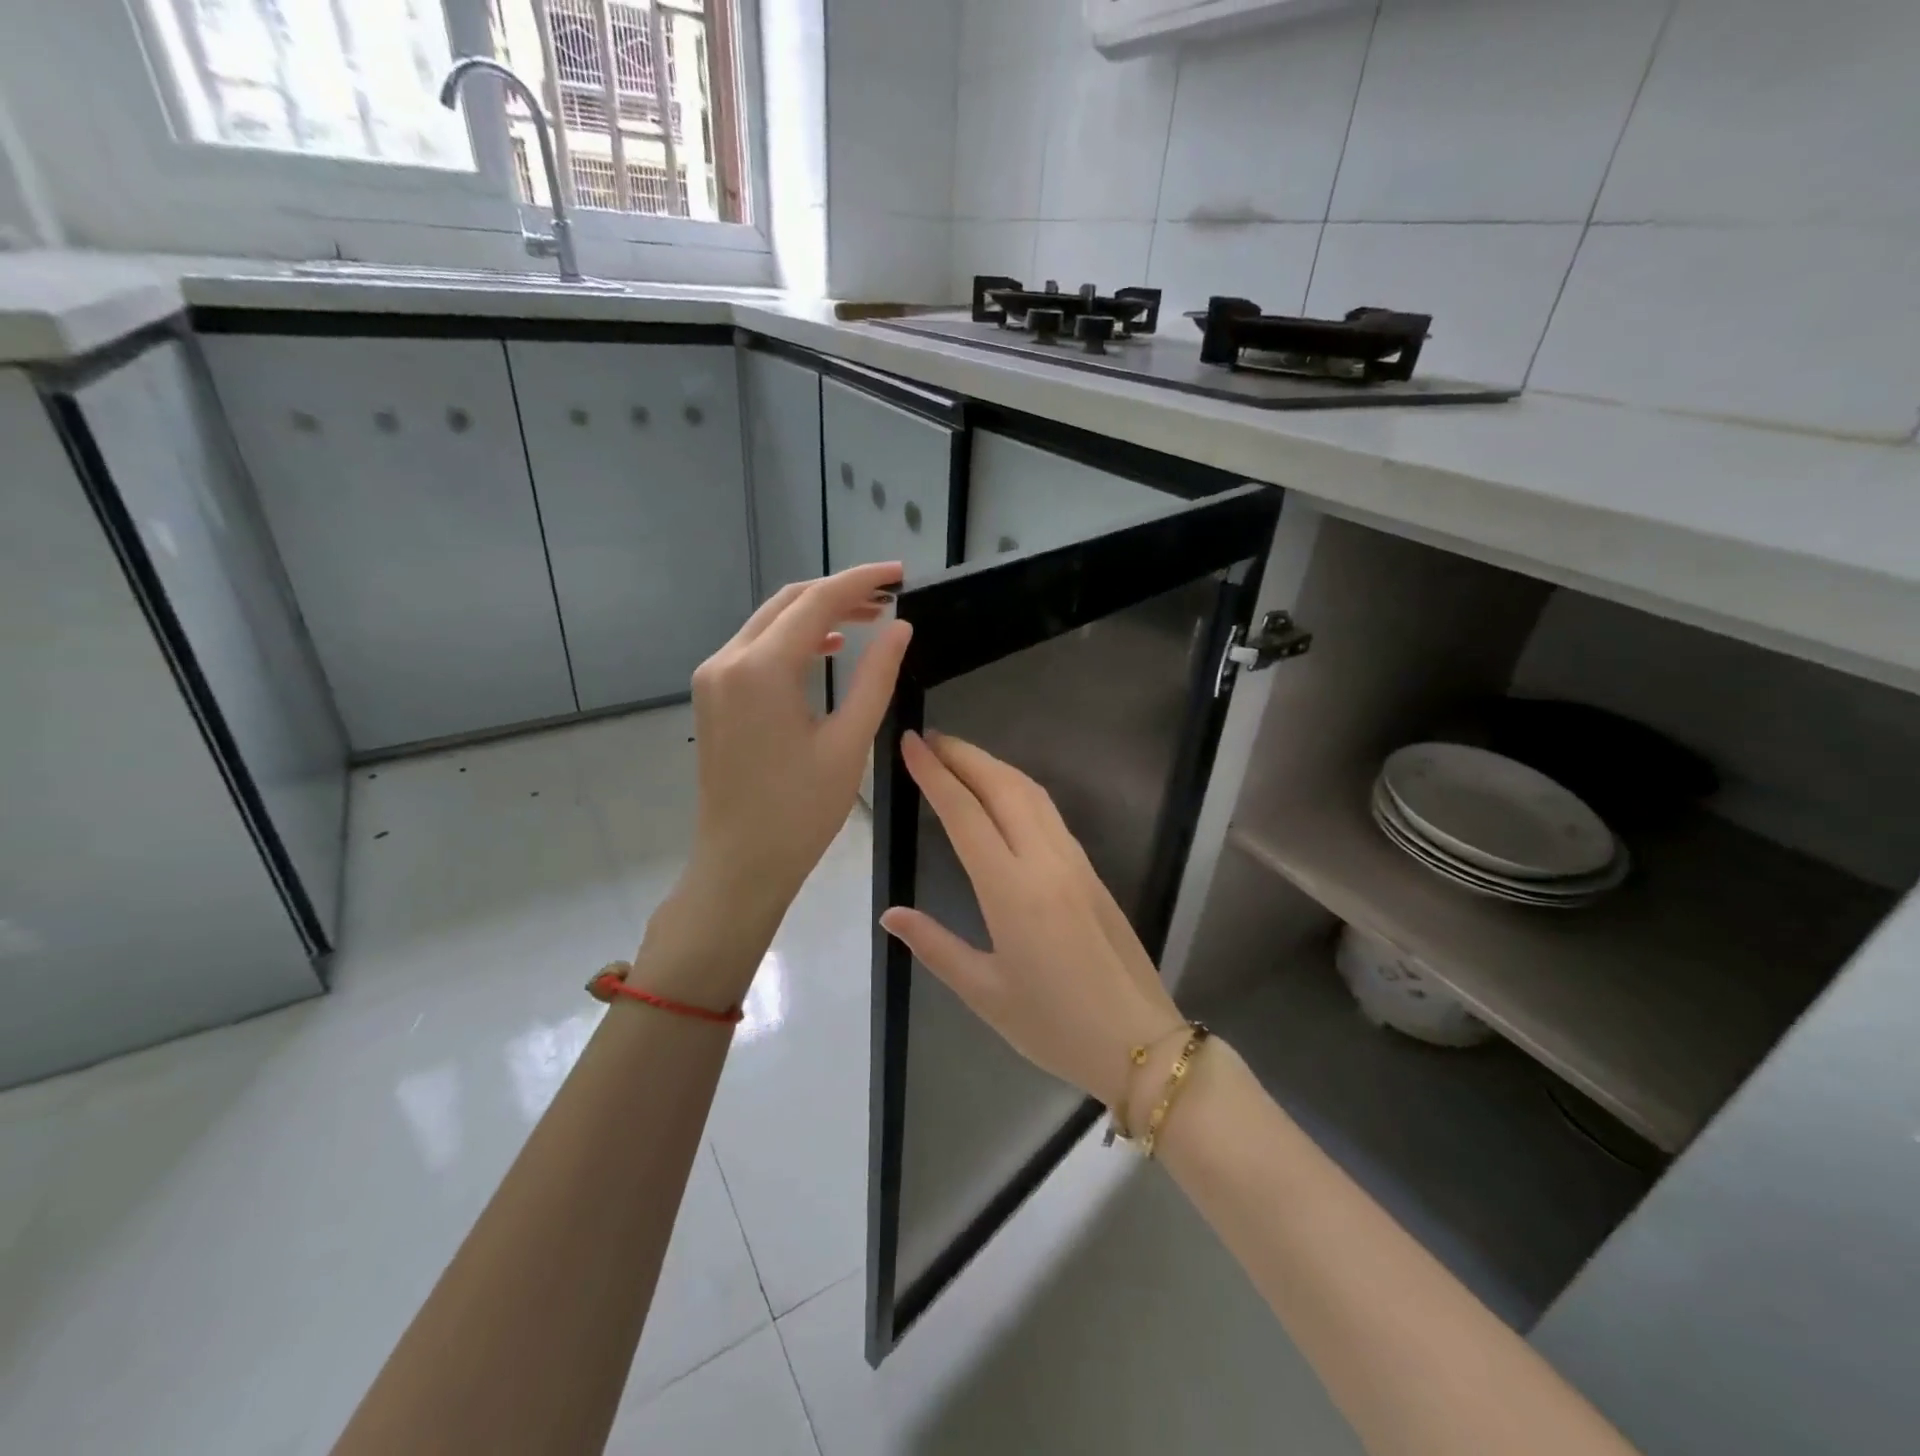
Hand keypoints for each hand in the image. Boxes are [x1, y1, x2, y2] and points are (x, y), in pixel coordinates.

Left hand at [685, 563, 911, 921]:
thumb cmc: (800, 812)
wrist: (740, 863)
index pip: (817, 602)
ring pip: (770, 622)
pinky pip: (755, 648)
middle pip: (789, 603)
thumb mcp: (849, 742)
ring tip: (868, 619)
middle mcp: (727, 660)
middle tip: (890, 597)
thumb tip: (900, 627)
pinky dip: (793, 638)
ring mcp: (713, 677)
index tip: (900, 573)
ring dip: (817, 613)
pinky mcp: (712, 695)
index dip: (862, 581)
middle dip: (840, 592)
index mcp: (761, 669)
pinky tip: (827, 648)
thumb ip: (875, 676)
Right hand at [879, 731, 1184, 1115]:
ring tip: (959, 757)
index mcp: (1012, 891)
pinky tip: (1002, 795)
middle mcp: (1046, 862)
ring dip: (993, 766)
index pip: (965, 814)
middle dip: (964, 755)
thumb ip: (935, 946)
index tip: (909, 744)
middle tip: (929, 739)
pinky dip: (1018, 788)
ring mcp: (1075, 862)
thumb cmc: (1054, 1026)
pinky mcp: (1091, 871)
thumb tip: (890, 914)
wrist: (1140, 1042)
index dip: (935, 774)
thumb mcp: (984, 992)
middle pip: (1002, 787)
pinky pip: (1049, 813)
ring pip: (1031, 793)